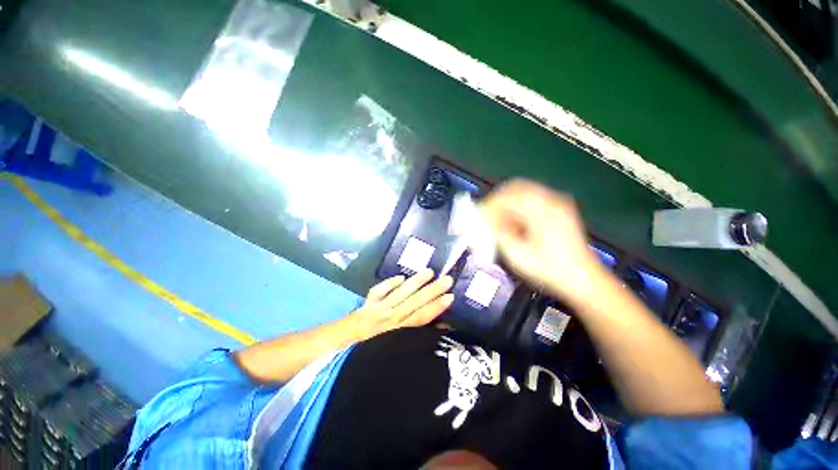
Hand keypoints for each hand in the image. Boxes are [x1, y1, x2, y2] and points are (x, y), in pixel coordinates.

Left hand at [348, 269, 454, 341]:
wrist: (346, 344)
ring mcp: (379, 308)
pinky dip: (389, 284)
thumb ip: (416, 337)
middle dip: (432, 291)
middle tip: (447, 279)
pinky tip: (401, 277)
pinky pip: (379, 291)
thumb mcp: (396, 348)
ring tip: (430, 272)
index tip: (450, 296)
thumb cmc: (373, 348)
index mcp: (399, 331)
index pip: (421, 317)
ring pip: (400, 294)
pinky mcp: (369, 302)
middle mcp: (391, 318)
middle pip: (414, 302)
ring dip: (415, 283)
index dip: (436, 307)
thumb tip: (439, 328)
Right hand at [481, 179, 603, 304]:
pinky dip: (518, 210)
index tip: (478, 217)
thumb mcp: (517, 254)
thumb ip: (497, 233)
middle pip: (516, 188)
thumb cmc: (549, 270)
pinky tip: (514, 225)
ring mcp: (558, 204)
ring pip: (523, 194)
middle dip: (497, 201)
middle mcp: (551, 200)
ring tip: (498, 223)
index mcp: (541, 209)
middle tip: (486, 216)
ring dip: (507, 205)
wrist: (583, 281)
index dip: (489, 205)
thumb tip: (483, 219)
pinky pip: (532, 202)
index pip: (507, 196)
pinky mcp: (560, 212)